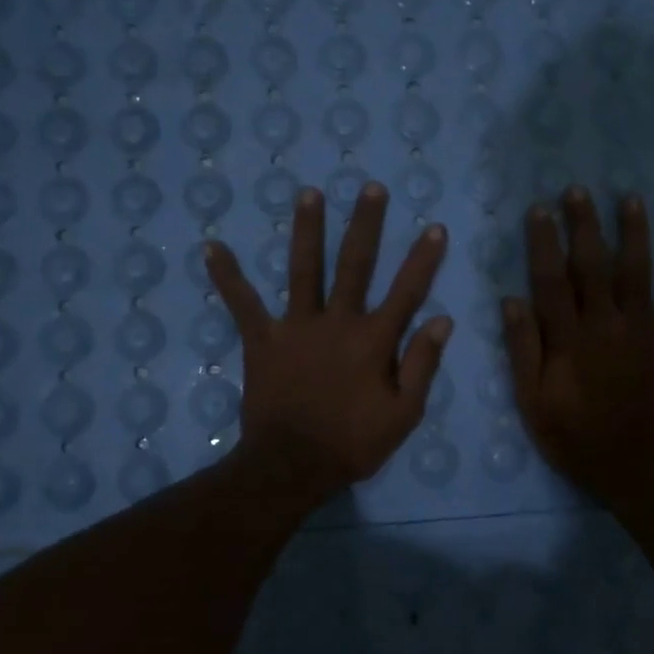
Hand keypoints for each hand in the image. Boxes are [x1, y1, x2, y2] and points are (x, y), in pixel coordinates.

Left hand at [207, 182, 452, 506]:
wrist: (292, 466)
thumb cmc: (353, 443)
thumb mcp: (404, 413)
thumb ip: (422, 364)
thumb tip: (442, 320)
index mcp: (374, 340)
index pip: (407, 291)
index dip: (423, 259)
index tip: (435, 227)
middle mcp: (337, 321)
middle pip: (355, 264)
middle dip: (365, 224)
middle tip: (370, 188)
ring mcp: (296, 327)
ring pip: (303, 269)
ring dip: (306, 230)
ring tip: (308, 193)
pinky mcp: (262, 340)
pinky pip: (242, 304)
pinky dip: (227, 276)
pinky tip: (212, 247)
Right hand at [503, 187, 653, 512]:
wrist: (638, 469)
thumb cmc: (576, 438)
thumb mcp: (533, 403)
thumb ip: (523, 350)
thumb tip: (511, 300)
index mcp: (570, 339)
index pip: (551, 280)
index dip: (543, 242)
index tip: (538, 210)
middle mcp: (608, 325)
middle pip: (595, 266)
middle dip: (585, 225)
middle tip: (578, 191)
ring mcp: (645, 333)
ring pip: (639, 274)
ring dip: (635, 236)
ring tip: (631, 200)